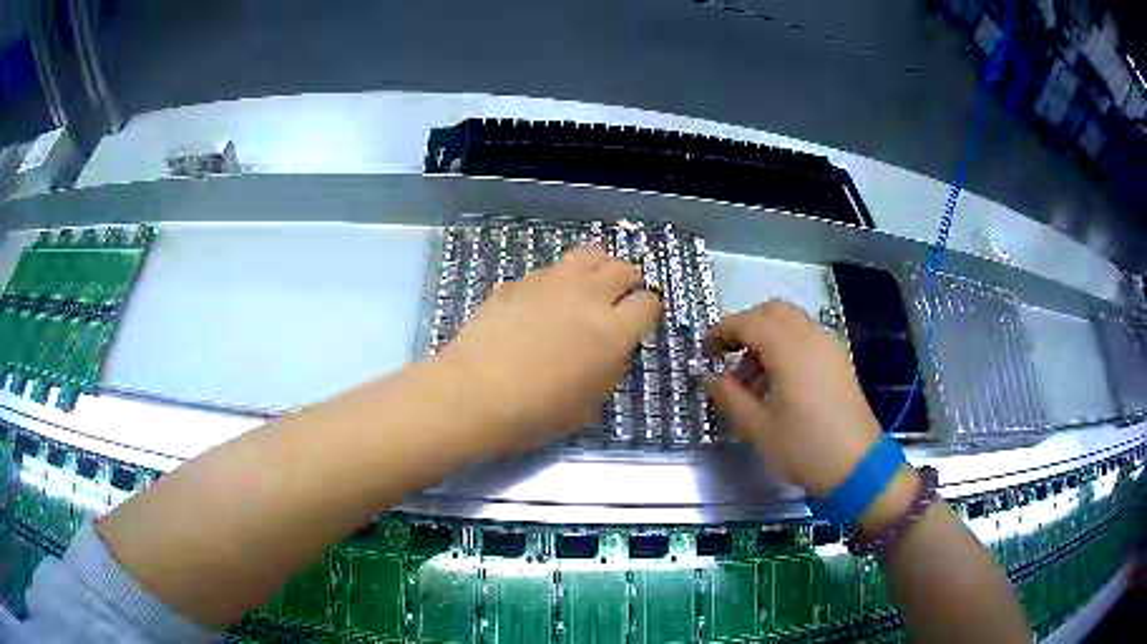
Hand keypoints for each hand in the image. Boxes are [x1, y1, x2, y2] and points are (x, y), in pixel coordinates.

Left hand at [433, 245, 661, 455]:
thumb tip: (610, 351)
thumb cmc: (536, 412)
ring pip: (589, 254)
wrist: (475, 393)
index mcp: (612, 331)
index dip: (648, 311)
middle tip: (619, 297)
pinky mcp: (520, 281)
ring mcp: (551, 283)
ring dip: (598, 267)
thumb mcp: (588, 405)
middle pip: (623, 268)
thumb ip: (608, 370)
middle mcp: (588, 296)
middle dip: (628, 280)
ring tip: (589, 286)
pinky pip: (551, 270)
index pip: (648, 303)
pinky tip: (544, 301)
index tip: (639, 321)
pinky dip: (559, 279)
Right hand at [703, 300, 883, 496]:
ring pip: (791, 322)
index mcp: (789, 349)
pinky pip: (806, 336)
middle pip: (772, 311)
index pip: (748, 322)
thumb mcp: (758, 427)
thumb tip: (708, 377)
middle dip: (745, 327)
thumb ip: (730, 396)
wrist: (857, 466)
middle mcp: (811, 337)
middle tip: (728, 357)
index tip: (704, 350)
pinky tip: (778, 382)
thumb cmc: (804, 447)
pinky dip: (786, 345)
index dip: (721, 331)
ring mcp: (829, 346)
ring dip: (766, 337)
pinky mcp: (839, 360)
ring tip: (752, 380)